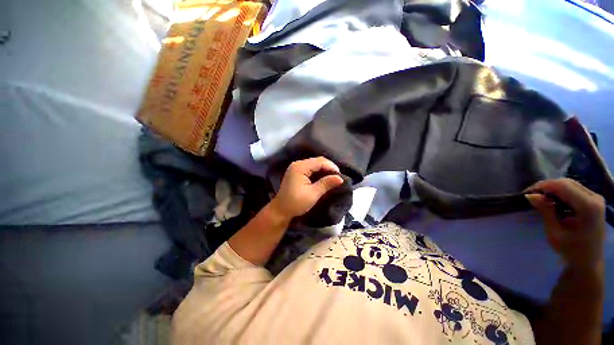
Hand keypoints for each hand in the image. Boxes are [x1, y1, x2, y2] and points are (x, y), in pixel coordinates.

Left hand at [269, 157, 343, 219]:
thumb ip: (326, 184)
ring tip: (333, 177)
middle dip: (328, 167)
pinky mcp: (296, 172)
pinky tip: (324, 177)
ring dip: (324, 169)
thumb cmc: (296, 203)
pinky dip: (318, 172)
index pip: (320, 162)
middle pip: (317, 161)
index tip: (340, 176)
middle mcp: (298, 164)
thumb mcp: (313, 194)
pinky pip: (310, 168)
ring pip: (314, 164)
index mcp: (300, 167)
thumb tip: (340, 178)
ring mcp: (296, 167)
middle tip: (337, 177)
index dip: (331, 167)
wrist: (280, 210)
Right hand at [526, 178, 604, 268]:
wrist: (588, 262)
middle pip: (567, 183)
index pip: (562, 186)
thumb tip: (530, 195)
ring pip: (570, 184)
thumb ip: (546, 212)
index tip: (526, 193)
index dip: (543, 186)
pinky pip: (574, 190)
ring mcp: (595, 199)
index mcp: (588, 207)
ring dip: (553, 189)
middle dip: (547, 187)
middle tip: (532, 196)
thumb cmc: (571, 251)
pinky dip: (560, 193)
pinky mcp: (593, 201)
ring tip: (540, 199)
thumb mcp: (555, 233)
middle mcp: (594, 198)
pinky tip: (553, 202)